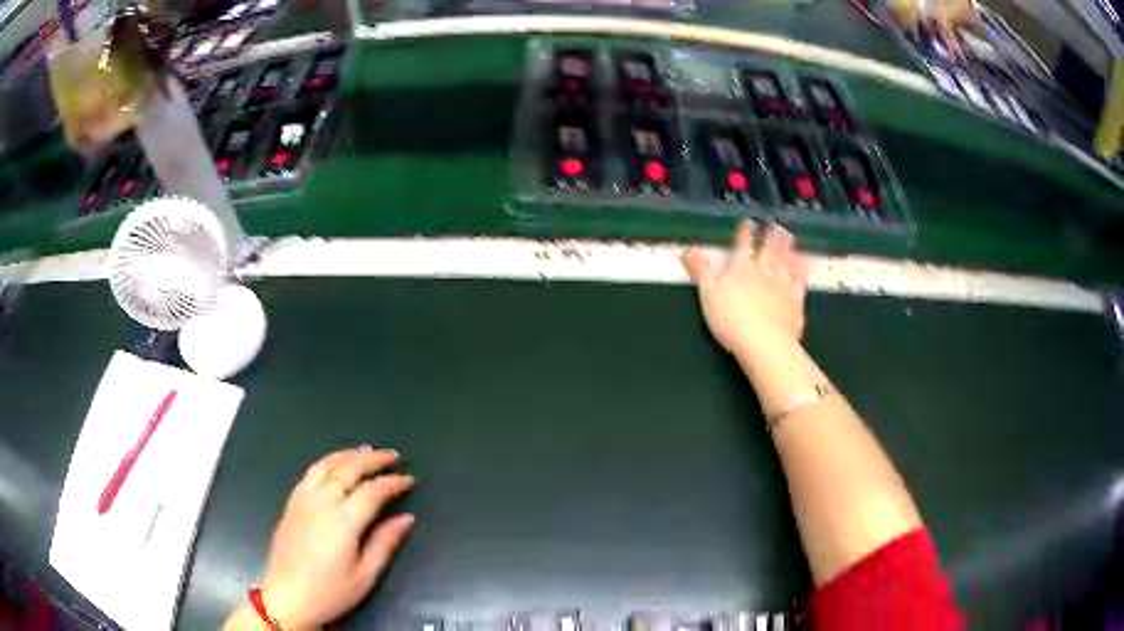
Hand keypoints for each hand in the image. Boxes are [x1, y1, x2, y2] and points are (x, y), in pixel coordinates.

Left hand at [259, 447, 415, 628]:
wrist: (288, 596)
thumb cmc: (331, 591)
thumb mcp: (365, 575)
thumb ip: (385, 543)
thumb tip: (407, 518)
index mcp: (343, 521)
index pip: (373, 491)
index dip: (393, 482)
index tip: (409, 479)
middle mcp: (322, 502)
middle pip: (349, 468)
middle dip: (374, 458)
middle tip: (392, 456)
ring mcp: (303, 499)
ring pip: (327, 463)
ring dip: (349, 454)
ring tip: (367, 451)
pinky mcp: (292, 502)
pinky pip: (311, 471)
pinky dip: (328, 461)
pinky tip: (335, 464)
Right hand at [681, 222, 807, 356]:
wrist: (765, 343)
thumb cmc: (731, 319)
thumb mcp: (708, 295)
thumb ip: (700, 271)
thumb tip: (687, 249)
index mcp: (741, 269)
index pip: (743, 247)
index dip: (745, 234)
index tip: (749, 223)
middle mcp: (764, 273)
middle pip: (768, 252)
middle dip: (770, 238)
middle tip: (776, 226)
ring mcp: (783, 287)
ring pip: (785, 263)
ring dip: (787, 249)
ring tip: (789, 237)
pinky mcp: (795, 303)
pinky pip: (799, 284)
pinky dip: (800, 273)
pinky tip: (802, 269)